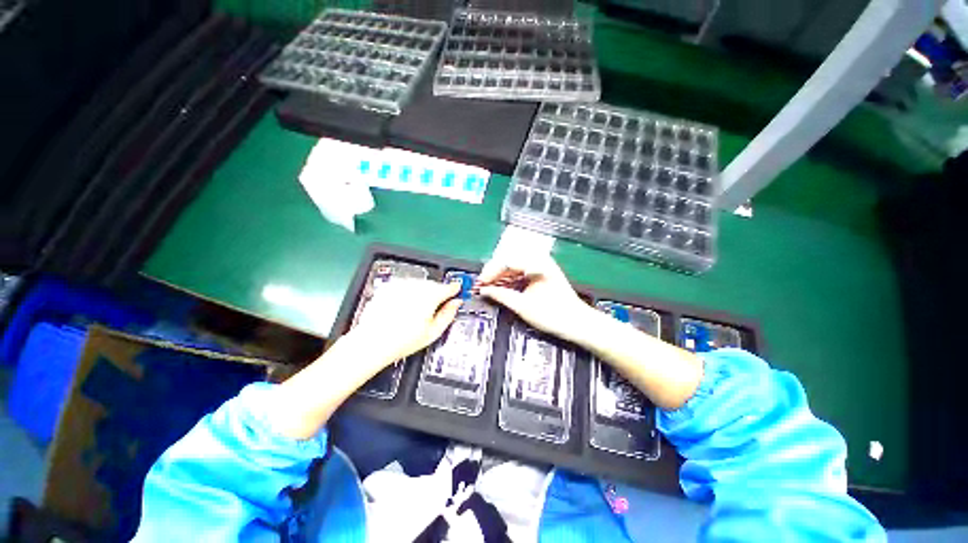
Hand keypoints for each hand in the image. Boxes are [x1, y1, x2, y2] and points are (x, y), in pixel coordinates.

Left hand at [349, 278, 462, 368]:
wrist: (372, 342)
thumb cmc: (402, 340)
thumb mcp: (433, 332)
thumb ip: (449, 314)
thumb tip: (456, 304)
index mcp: (430, 296)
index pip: (449, 287)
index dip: (455, 289)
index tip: (457, 290)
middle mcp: (416, 286)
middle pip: (434, 285)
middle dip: (438, 293)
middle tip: (435, 308)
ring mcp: (401, 285)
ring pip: (420, 284)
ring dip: (423, 292)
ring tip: (416, 311)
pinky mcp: (389, 287)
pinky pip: (405, 285)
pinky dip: (408, 293)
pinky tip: (404, 307)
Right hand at [477, 253, 594, 343]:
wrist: (577, 323)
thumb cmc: (553, 315)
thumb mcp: (523, 306)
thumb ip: (501, 295)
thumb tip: (484, 290)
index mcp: (536, 263)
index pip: (506, 261)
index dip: (490, 273)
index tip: (480, 284)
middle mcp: (538, 260)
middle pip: (509, 262)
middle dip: (493, 275)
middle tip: (482, 287)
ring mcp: (540, 267)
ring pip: (513, 268)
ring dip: (500, 278)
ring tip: (488, 289)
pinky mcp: (541, 275)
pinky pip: (520, 274)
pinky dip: (509, 281)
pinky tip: (501, 289)